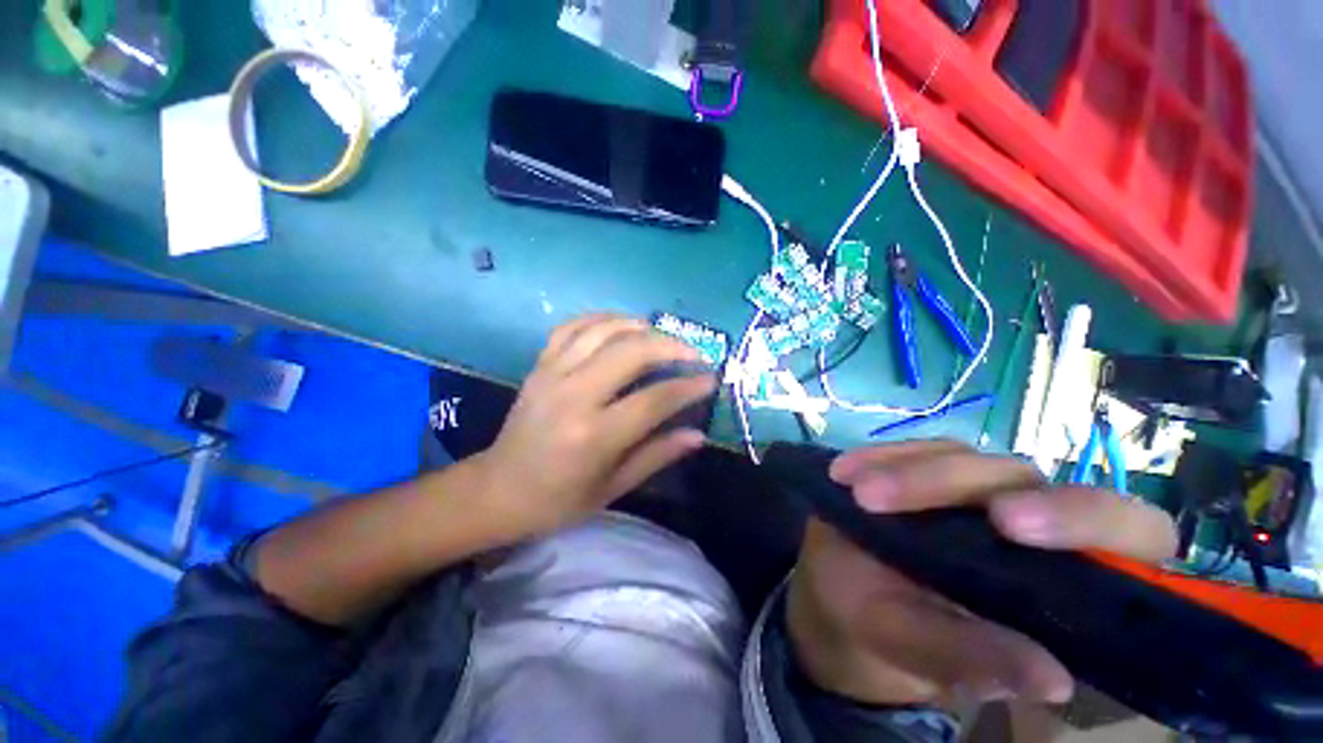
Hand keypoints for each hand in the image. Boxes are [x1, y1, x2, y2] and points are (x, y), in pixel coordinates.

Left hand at [471, 314, 715, 538]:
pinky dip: (602, 319)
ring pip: (604, 330)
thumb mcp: (613, 488)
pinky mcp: (539, 365)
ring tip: (663, 337)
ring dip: (641, 326)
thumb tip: (698, 435)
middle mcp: (574, 396)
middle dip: (672, 346)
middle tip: (694, 353)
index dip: (689, 387)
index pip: (654, 400)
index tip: (711, 379)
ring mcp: (552, 374)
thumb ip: (657, 456)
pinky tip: (622, 325)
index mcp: (594, 436)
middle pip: (632, 351)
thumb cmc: (558, 499)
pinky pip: (572, 326)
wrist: (498, 489)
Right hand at [787, 440, 1176, 706]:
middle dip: (960, 482)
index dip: (1090, 520)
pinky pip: (909, 451)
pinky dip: (877, 458)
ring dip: (907, 474)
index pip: (1129, 534)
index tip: (1009, 527)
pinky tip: (844, 473)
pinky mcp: (923, 469)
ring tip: (859, 495)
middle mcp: (1027, 523)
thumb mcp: (917, 648)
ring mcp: (971, 489)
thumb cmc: (885, 630)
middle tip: (896, 498)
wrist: (837, 593)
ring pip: (961, 458)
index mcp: (1060, 579)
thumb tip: (1056, 680)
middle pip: (1025, 478)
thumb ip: (973, 660)